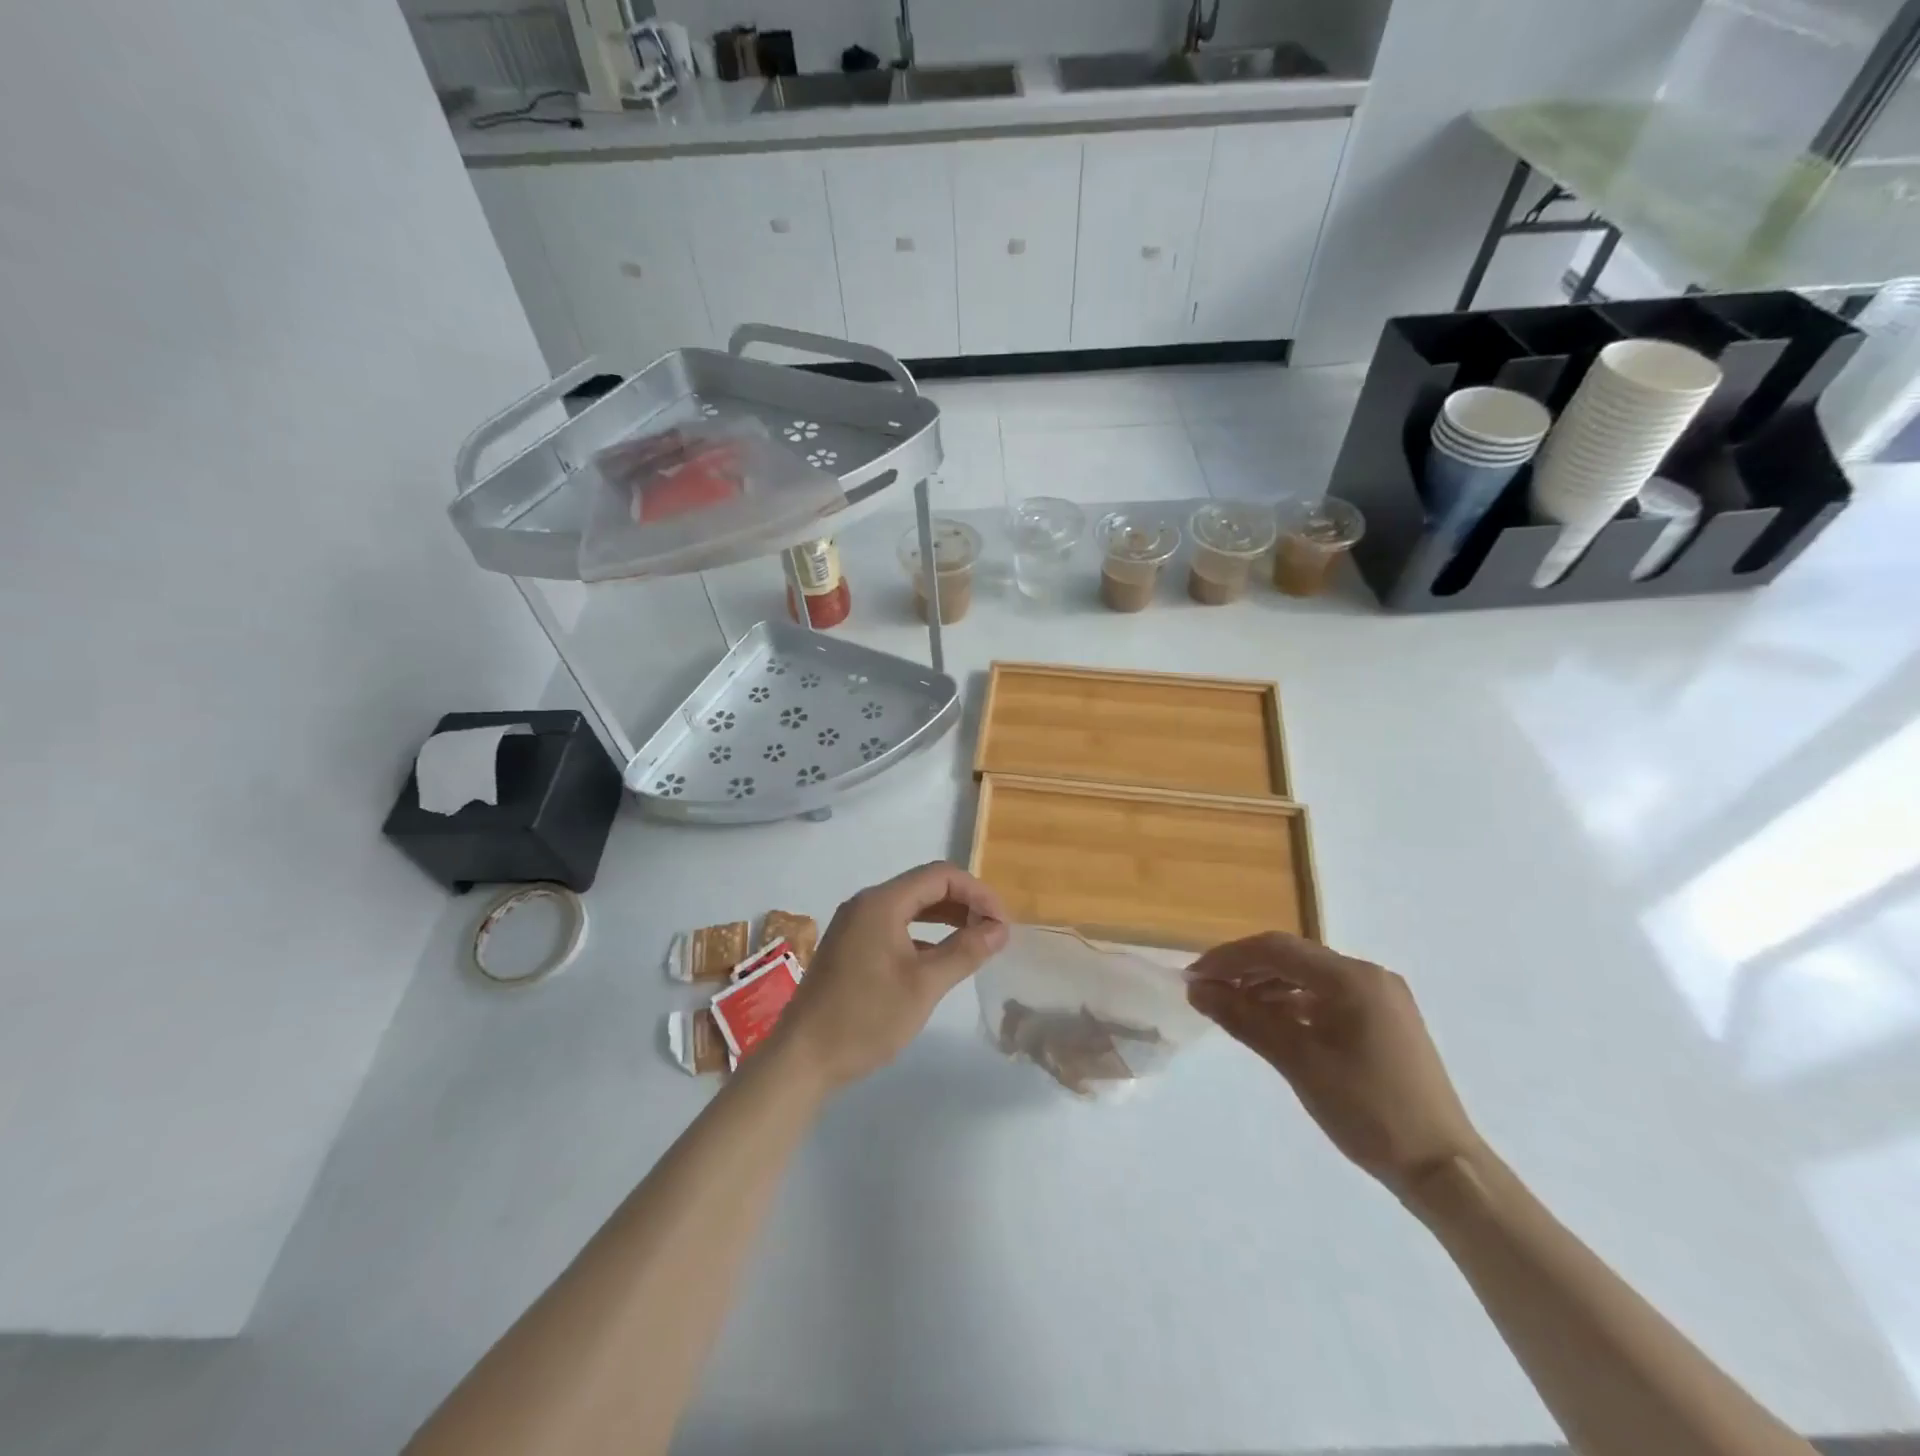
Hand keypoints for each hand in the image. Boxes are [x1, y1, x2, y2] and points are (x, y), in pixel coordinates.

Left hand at [771, 862, 1008, 1093]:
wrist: (802, 1058)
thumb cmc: (866, 1018)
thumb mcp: (924, 986)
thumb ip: (965, 951)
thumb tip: (999, 928)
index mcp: (882, 903)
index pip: (940, 876)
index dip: (978, 892)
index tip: (1003, 922)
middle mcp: (866, 903)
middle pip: (925, 887)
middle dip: (964, 903)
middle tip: (994, 932)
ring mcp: (854, 925)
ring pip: (910, 907)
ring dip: (945, 919)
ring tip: (976, 941)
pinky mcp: (850, 946)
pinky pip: (895, 926)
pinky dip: (923, 935)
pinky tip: (941, 958)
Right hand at [1186, 934, 1483, 1198]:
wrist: (1443, 1169)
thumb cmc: (1368, 1111)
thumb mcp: (1298, 1062)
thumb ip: (1244, 1018)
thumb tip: (1197, 990)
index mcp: (1352, 977)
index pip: (1276, 949)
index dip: (1229, 958)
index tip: (1193, 977)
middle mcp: (1369, 975)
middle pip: (1292, 957)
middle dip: (1245, 970)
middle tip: (1207, 991)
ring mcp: (1380, 997)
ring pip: (1308, 976)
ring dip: (1267, 986)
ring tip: (1231, 1007)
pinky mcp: (1384, 1020)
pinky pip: (1327, 997)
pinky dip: (1293, 1003)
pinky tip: (1270, 1022)